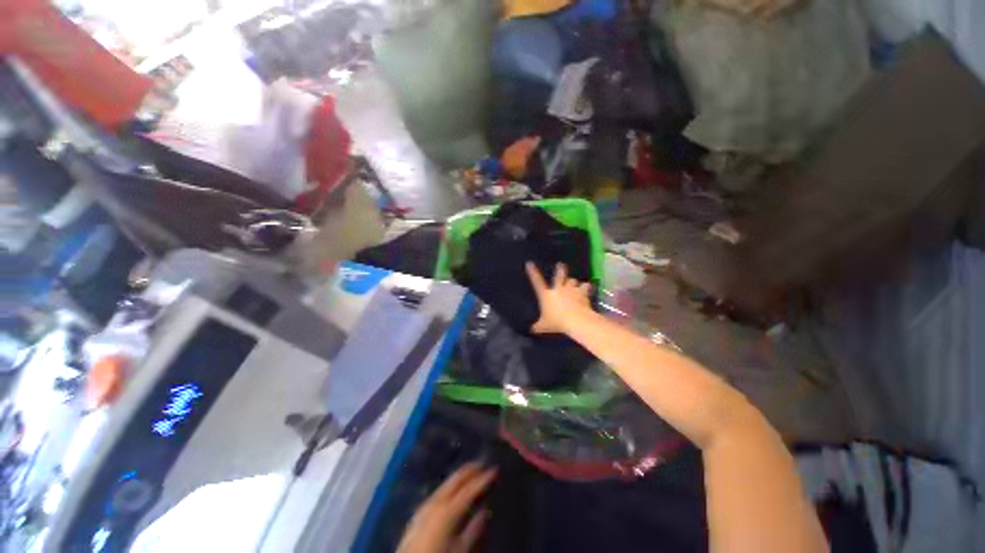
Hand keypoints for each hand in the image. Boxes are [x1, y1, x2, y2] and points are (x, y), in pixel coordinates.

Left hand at [397, 463, 496, 552]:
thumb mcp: (459, 551)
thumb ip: (473, 530)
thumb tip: (486, 510)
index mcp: (447, 511)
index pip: (469, 489)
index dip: (483, 478)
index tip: (494, 469)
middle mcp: (435, 503)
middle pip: (454, 481)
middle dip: (469, 470)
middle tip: (482, 464)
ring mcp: (424, 507)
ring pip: (445, 484)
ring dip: (458, 477)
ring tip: (470, 472)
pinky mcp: (417, 515)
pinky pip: (437, 493)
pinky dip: (448, 486)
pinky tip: (450, 490)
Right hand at [525, 262, 592, 334]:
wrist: (576, 320)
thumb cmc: (557, 322)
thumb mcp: (544, 326)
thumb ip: (538, 326)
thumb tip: (532, 329)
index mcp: (546, 295)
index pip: (537, 281)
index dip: (533, 272)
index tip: (529, 263)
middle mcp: (558, 289)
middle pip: (559, 275)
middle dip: (560, 269)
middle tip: (561, 265)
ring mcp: (571, 290)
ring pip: (572, 280)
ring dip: (573, 282)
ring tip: (575, 284)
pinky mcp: (582, 293)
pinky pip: (585, 286)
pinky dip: (586, 287)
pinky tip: (587, 288)